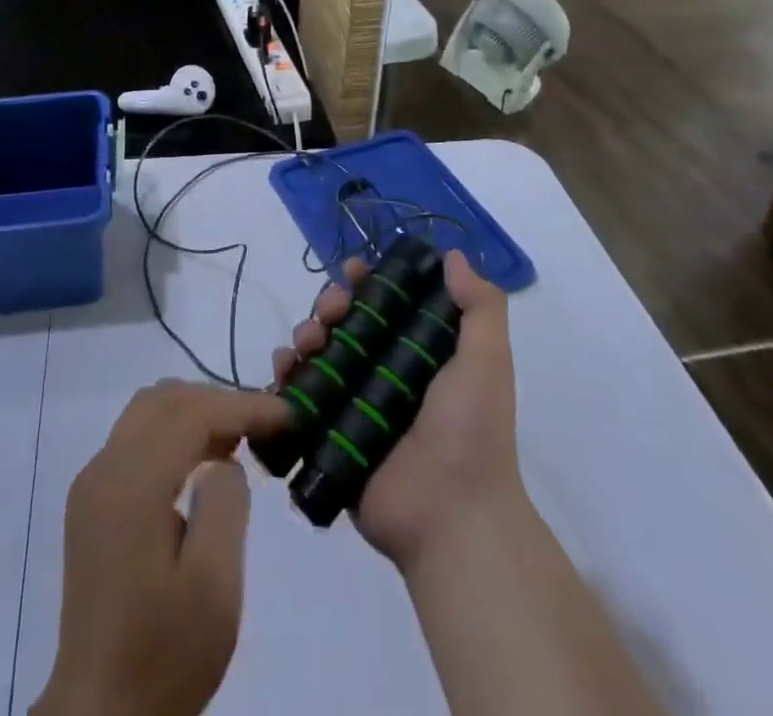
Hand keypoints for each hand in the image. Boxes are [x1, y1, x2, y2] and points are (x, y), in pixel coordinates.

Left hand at [34, 381, 287, 715]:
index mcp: (131, 486)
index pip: (191, 413)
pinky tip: (201, 463)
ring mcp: (91, 483)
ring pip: (146, 412)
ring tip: (238, 438)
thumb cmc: (164, 654)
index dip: (243, 405)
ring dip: (193, 412)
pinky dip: (172, 433)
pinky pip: (134, 439)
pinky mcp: (90, 502)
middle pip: (164, 399)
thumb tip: (223, 460)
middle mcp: (104, 469)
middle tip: (264, 423)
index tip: (287, 413)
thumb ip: (226, 505)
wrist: (100, 715)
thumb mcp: (215, 586)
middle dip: (218, 400)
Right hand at [271, 251, 526, 572]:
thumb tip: (452, 254)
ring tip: (308, 342)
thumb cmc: (471, 431)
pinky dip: (286, 375)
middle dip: (330, 305)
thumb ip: (480, 307)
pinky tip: (285, 367)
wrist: (451, 517)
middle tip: (330, 311)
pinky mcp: (327, 433)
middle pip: (345, 323)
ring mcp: (353, 404)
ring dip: (305, 333)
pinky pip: (298, 395)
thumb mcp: (487, 361)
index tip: (354, 271)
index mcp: (418, 355)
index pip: (385, 304)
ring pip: (317, 353)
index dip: (367, 282)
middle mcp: (383, 373)